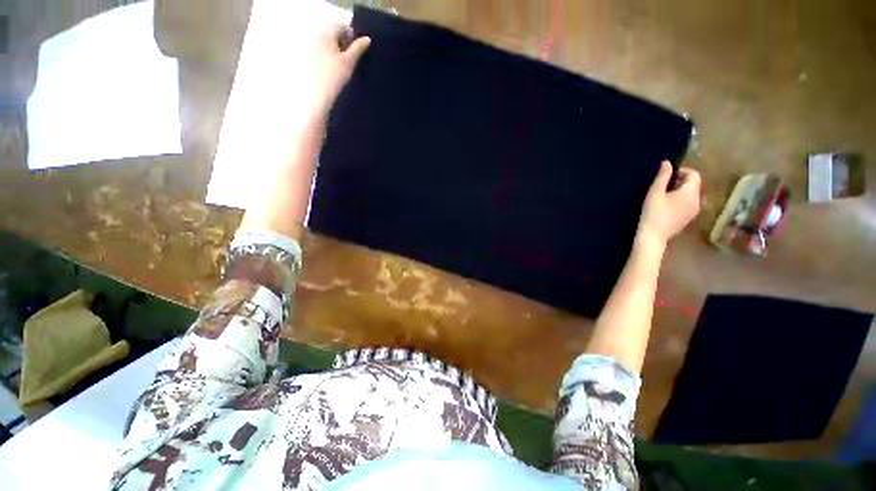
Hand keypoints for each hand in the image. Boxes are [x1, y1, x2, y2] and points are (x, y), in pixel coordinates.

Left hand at [310, 25, 370, 114]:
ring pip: (329, 45)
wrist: (319, 95)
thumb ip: (358, 48)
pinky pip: (324, 54)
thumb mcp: (349, 61)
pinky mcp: (312, 62)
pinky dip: (332, 58)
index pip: (340, 26)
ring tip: (345, 65)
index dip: (351, 34)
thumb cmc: (335, 76)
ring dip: (339, 51)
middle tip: (353, 57)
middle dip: (345, 42)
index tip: (359, 48)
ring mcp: (313, 50)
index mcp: (326, 35)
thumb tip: (367, 39)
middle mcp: (317, 39)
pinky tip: (336, 71)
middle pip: (334, 34)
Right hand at [637, 161, 700, 245]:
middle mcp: (697, 200)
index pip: (694, 175)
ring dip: (681, 191)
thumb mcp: (655, 193)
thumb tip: (667, 163)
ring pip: (691, 194)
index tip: (667, 176)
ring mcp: (694, 210)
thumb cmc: (653, 213)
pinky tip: (667, 207)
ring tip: (664, 196)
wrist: (653, 236)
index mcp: (690, 192)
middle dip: (681, 181)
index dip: (682, 171)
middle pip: (694, 185)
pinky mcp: (689, 218)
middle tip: (663, 186)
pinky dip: (681, 201)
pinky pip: (689, 204)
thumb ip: (662, 177)